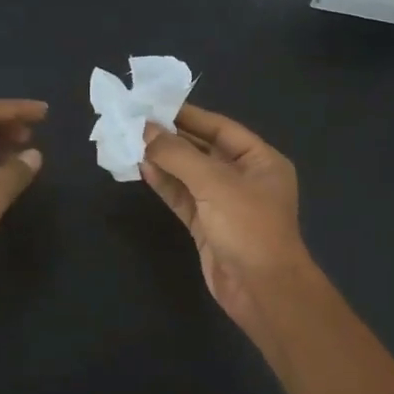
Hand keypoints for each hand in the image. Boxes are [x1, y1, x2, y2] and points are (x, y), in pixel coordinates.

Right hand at [140, 105, 313, 339]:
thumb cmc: (248, 227)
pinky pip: (184, 198)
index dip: (189, 116)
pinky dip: (165, 184)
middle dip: (172, 138)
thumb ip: (179, 155)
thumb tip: (146, 130)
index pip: (221, 128)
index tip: (155, 104)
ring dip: (164, 161)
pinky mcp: (207, 227)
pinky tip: (142, 169)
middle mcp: (244, 178)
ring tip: (132, 143)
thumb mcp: (215, 183)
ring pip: (190, 175)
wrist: (261, 289)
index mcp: (261, 160)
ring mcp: (225, 204)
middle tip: (136, 122)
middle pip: (204, 150)